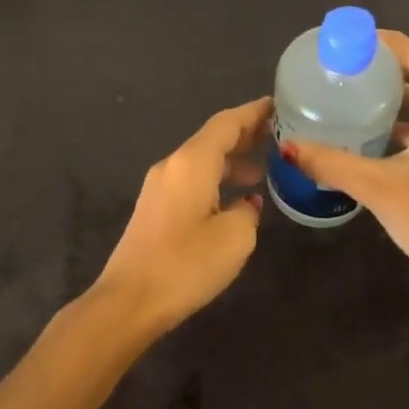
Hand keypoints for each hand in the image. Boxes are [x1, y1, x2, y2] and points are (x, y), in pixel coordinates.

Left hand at [92, 97, 270, 335]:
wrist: (128, 302)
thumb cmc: (186, 265)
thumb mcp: (235, 237)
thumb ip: (248, 211)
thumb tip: (246, 203)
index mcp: (192, 162)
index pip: (227, 122)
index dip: (254, 112)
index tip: (279, 105)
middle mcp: (173, 165)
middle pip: (213, 138)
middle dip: (245, 135)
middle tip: (279, 136)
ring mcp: (159, 187)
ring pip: (202, 161)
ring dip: (232, 161)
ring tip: (264, 169)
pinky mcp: (155, 208)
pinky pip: (192, 180)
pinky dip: (216, 180)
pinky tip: (235, 200)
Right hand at [284, 33, 408, 323]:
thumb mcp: (375, 185)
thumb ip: (330, 161)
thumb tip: (288, 147)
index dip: (390, 45)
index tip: (356, 38)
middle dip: (390, 70)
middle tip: (351, 65)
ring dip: (399, 98)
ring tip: (359, 92)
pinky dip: (408, 123)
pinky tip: (377, 130)